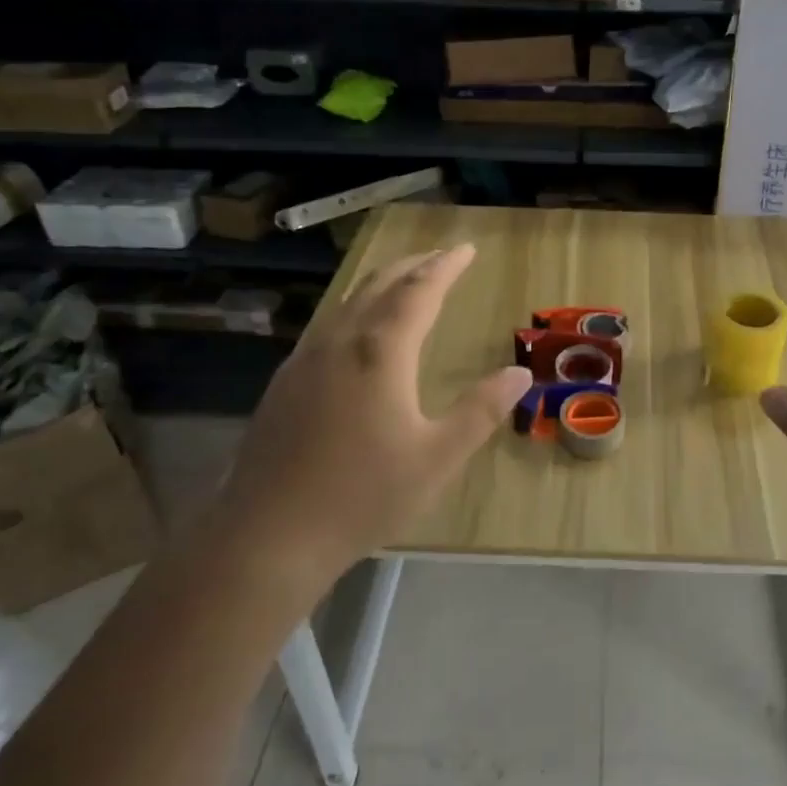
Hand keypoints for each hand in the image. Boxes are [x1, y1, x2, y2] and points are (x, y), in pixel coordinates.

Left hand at [221, 243, 530, 576]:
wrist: (267, 536)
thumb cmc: (362, 496)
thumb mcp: (437, 458)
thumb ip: (480, 411)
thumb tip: (519, 373)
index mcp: (380, 352)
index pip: (419, 291)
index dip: (445, 267)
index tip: (466, 249)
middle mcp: (340, 342)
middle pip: (379, 285)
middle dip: (414, 264)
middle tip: (441, 256)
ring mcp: (305, 359)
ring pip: (348, 301)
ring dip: (382, 281)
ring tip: (405, 279)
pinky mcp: (285, 381)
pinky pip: (328, 323)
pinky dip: (356, 307)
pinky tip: (358, 329)